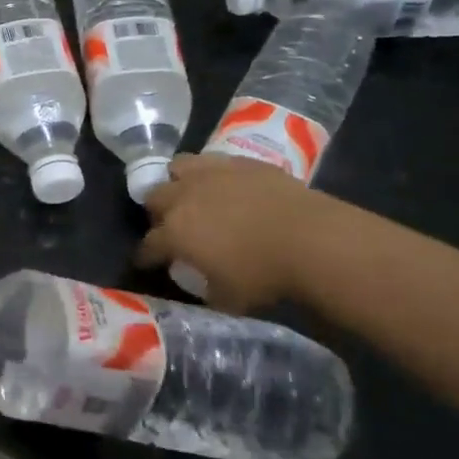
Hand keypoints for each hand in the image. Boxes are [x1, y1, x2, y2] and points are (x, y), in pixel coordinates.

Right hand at [138, 154, 323, 312]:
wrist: (312, 239)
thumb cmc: (265, 274)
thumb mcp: (229, 298)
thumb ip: (207, 290)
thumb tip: (204, 286)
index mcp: (174, 233)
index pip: (147, 246)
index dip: (146, 257)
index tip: (148, 263)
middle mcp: (182, 197)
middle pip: (153, 198)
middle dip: (158, 213)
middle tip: (174, 226)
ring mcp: (210, 174)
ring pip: (176, 168)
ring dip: (178, 182)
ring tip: (193, 195)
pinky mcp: (239, 162)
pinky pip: (212, 161)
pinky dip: (212, 173)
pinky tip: (226, 185)